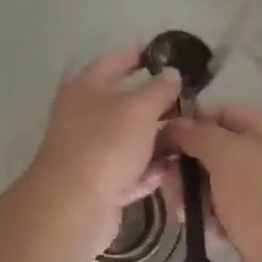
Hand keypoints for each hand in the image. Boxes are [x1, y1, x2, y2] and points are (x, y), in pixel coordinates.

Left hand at [26, 47, 182, 251]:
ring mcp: (89, 151)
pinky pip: (128, 170)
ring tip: (188, 137)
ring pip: (129, 139)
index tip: (162, 54)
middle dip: (155, 104)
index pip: (113, 62)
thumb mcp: (139, 109)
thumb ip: (159, 89)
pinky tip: (171, 169)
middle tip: (187, 102)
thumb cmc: (105, 144)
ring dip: (156, 139)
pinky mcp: (97, 183)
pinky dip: (147, 169)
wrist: (73, 206)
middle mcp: (83, 115)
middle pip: (123, 103)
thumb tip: (172, 73)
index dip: (137, 55)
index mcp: (85, 88)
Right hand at [165, 105, 261, 261]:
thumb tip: (174, 124)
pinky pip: (223, 208)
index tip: (163, 139)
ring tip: (181, 212)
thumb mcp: (225, 154)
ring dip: (193, 194)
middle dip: (187, 166)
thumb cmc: (260, 195)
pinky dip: (209, 215)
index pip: (222, 113)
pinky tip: (199, 226)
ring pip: (215, 181)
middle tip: (167, 182)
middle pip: (215, 150)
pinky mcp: (256, 221)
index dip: (192, 123)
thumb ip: (197, 134)